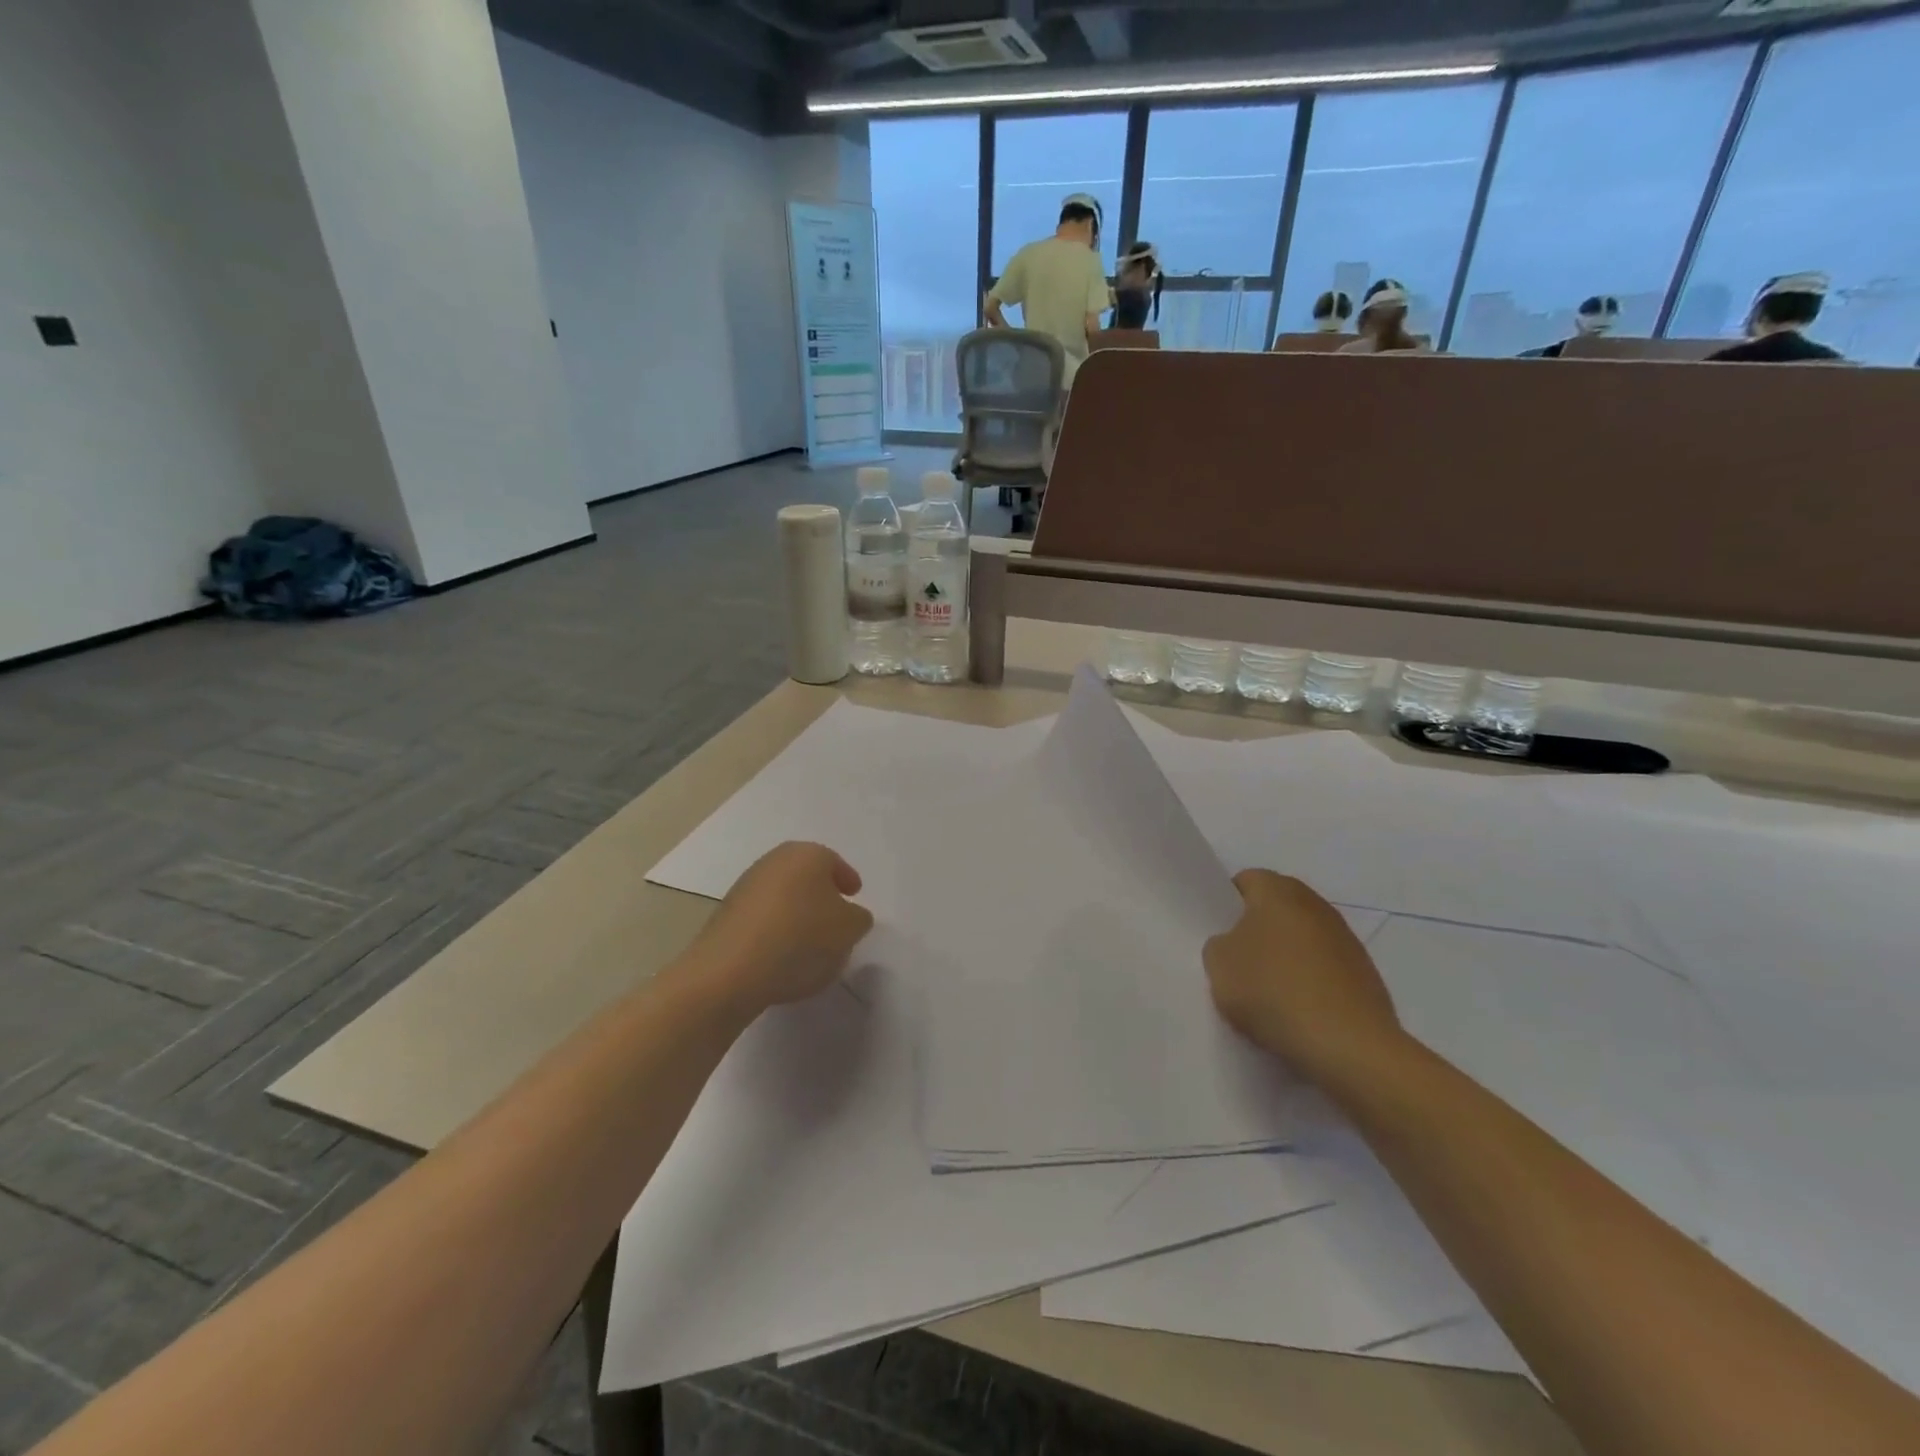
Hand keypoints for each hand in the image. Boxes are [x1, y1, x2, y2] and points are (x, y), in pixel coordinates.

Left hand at [692, 842, 873, 1018]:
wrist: (730, 971)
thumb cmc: (801, 938)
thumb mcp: (849, 930)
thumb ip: (858, 918)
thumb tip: (850, 915)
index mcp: (807, 854)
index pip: (833, 862)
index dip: (847, 879)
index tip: (854, 896)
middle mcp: (774, 861)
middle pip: (806, 876)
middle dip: (821, 895)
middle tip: (835, 920)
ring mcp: (745, 887)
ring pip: (783, 896)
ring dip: (797, 914)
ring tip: (810, 945)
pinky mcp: (726, 915)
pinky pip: (763, 918)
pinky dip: (776, 930)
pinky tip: (782, 956)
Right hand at [1204, 870, 1404, 1087]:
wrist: (1348, 1046)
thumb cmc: (1274, 991)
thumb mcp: (1218, 965)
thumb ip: (1218, 945)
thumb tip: (1235, 945)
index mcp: (1278, 890)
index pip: (1244, 881)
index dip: (1226, 905)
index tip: (1216, 935)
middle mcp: (1315, 904)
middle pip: (1276, 908)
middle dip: (1256, 930)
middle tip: (1237, 964)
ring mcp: (1346, 938)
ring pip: (1301, 938)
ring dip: (1286, 957)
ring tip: (1269, 994)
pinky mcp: (1365, 974)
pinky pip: (1324, 968)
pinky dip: (1310, 982)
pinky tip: (1299, 1012)